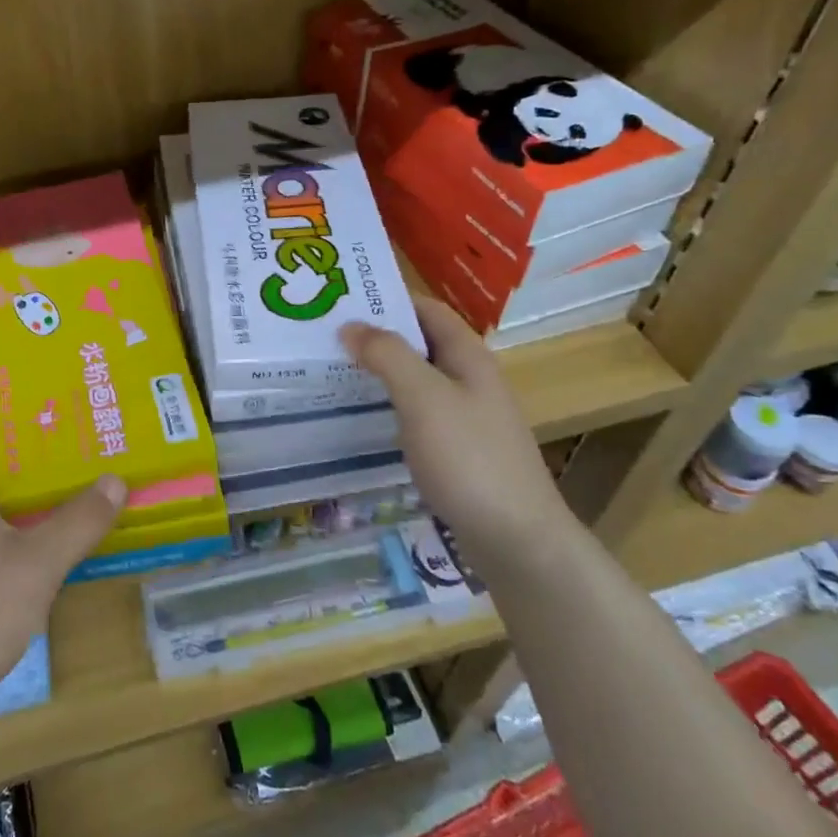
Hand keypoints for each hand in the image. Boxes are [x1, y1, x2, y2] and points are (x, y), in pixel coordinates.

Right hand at [340, 296, 575, 582]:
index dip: (387, 299)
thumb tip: (350, 325)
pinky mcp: (457, 449)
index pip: (426, 309)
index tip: (339, 299)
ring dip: (378, 371)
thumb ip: (387, 355)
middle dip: (376, 335)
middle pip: (419, 343)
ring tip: (331, 368)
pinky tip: (360, 415)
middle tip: (323, 335)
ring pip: (415, 380)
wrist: (515, 537)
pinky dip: (388, 404)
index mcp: (468, 356)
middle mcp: (469, 379)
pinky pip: (416, 412)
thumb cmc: (469, 457)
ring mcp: (465, 416)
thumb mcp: (424, 397)